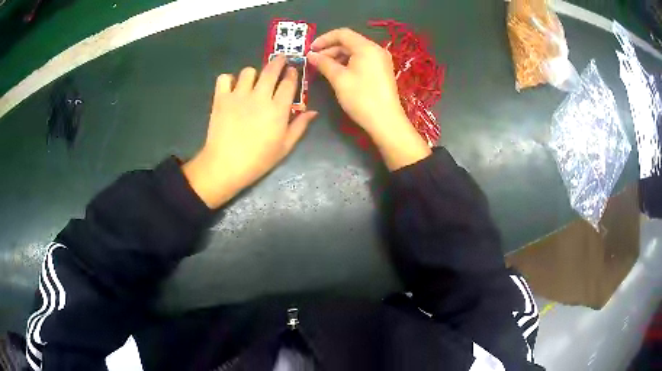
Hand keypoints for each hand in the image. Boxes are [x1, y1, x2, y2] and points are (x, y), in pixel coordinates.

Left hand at [184, 56, 317, 208]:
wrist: (225, 166)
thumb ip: (299, 126)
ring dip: (253, 74)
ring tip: (252, 82)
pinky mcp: (221, 98)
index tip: (292, 71)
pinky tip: (231, 88)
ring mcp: (238, 95)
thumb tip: (313, 112)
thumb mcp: (284, 147)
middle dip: (278, 61)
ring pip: (248, 71)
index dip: (292, 73)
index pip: (288, 82)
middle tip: (280, 60)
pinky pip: (224, 78)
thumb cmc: (258, 159)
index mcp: (278, 108)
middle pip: (271, 70)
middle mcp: (259, 96)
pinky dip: (228, 80)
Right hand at [307, 28, 430, 169]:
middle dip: (330, 49)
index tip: (310, 49)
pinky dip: (348, 63)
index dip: (324, 39)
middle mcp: (376, 50)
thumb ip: (324, 63)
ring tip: (323, 68)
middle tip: (314, 61)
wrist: (386, 121)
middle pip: (349, 42)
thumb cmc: (361, 98)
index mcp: (366, 47)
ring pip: (355, 52)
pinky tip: (337, 73)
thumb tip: (311, 55)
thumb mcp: (339, 79)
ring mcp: (380, 60)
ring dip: (338, 57)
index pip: (342, 34)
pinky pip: (362, 60)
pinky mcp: (381, 71)